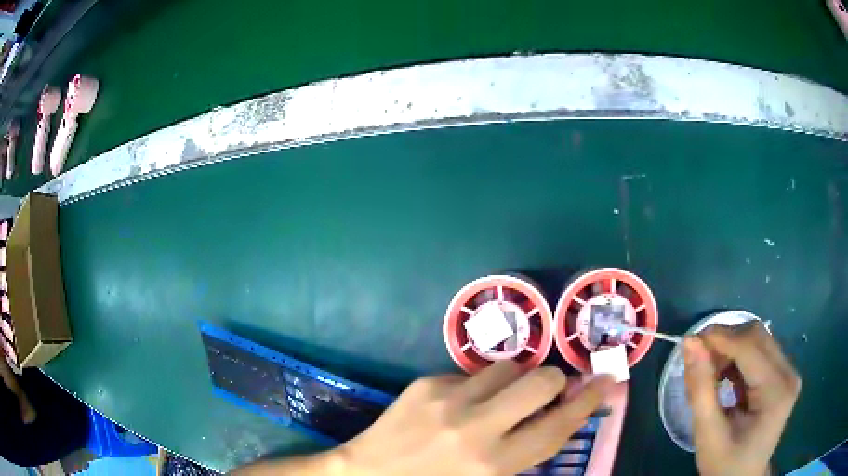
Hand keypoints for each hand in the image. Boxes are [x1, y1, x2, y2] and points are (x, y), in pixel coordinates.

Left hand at [338, 361, 613, 475]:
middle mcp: (476, 428)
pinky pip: (471, 373)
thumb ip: (525, 452)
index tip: (607, 381)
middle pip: (542, 381)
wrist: (368, 474)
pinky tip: (457, 405)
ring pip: (509, 367)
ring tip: (496, 400)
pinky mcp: (426, 383)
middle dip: (554, 382)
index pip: (558, 427)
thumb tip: (557, 419)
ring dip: (514, 381)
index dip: (588, 403)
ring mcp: (449, 400)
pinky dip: (476, 386)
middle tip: (547, 392)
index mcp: (493, 464)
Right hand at [683, 322, 800, 475]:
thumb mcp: (708, 435)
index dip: (720, 337)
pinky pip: (760, 351)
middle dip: (726, 342)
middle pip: (757, 336)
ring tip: (713, 374)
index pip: (750, 347)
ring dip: (732, 349)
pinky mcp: (783, 375)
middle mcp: (788, 373)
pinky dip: (739, 358)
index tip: (690, 343)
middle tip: (700, 361)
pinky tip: (727, 378)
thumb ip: (700, 389)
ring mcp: (788, 372)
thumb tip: (690, 343)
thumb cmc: (725, 465)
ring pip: (758, 339)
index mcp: (776, 391)